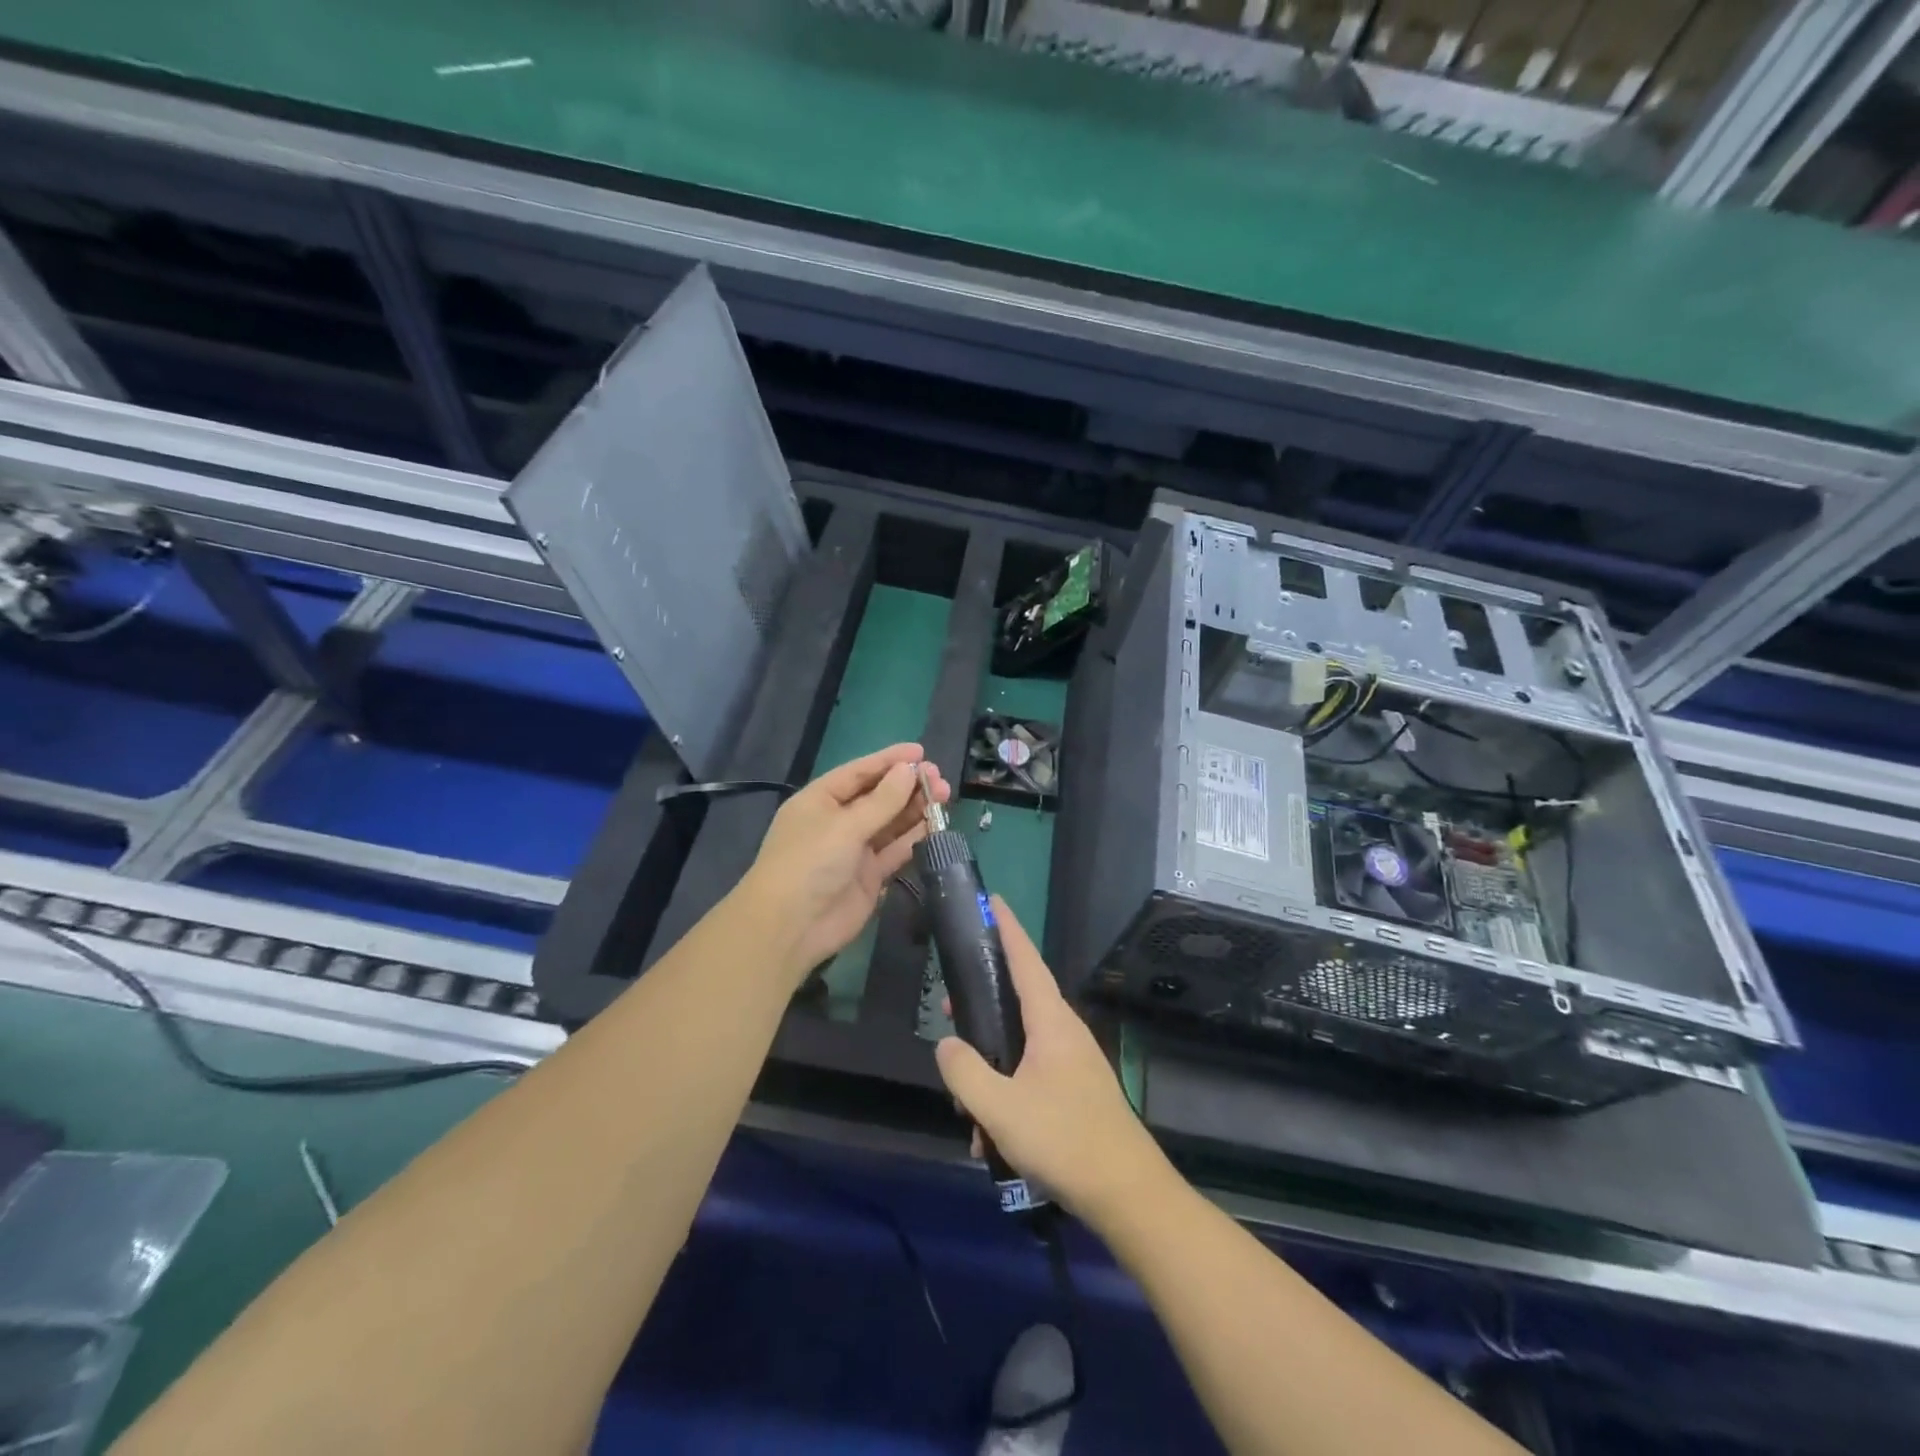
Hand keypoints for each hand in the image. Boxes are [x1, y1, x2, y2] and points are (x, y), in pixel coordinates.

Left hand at [740, 743, 949, 986]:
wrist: (790, 928)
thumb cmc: (809, 863)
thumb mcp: (845, 825)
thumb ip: (882, 800)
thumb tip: (909, 770)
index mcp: (821, 800)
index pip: (859, 772)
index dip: (889, 760)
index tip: (921, 752)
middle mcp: (838, 821)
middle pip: (878, 796)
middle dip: (907, 786)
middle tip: (940, 779)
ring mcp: (854, 850)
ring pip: (890, 823)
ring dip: (915, 810)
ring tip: (944, 797)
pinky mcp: (869, 876)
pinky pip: (895, 850)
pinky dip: (914, 838)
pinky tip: (936, 826)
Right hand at [934, 898, 1167, 1221]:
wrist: (1128, 1195)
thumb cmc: (1064, 1140)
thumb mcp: (1000, 1109)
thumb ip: (965, 1073)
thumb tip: (947, 1044)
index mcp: (1051, 1022)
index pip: (1026, 960)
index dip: (1008, 928)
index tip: (994, 900)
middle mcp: (1066, 1033)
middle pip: (1019, 1000)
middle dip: (983, 1004)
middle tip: (951, 1009)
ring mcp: (1074, 1063)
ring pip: (1021, 1047)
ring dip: (991, 1066)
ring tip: (965, 1103)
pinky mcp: (1077, 1092)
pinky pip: (1032, 1076)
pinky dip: (1008, 1095)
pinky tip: (990, 1139)